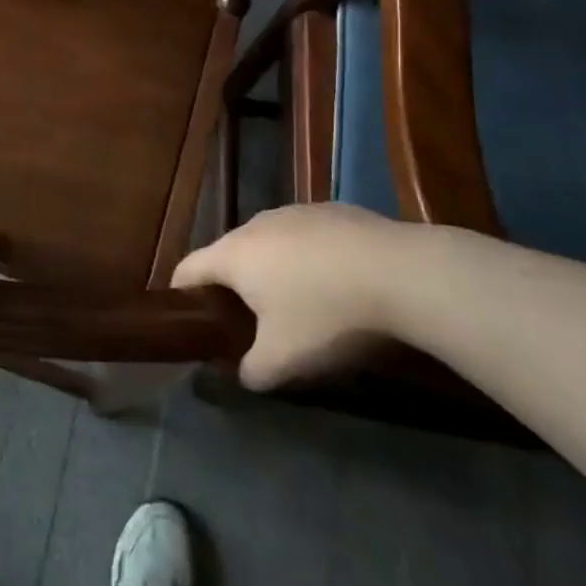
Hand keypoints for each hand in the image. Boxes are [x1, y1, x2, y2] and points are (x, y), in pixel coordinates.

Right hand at [171, 204, 416, 389]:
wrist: (404, 273)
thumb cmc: (327, 314)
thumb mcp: (284, 359)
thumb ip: (253, 370)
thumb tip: (245, 375)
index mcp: (233, 254)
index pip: (189, 268)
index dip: (182, 293)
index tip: (188, 316)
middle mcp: (257, 225)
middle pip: (230, 254)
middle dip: (234, 284)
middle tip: (249, 320)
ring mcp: (296, 212)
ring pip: (271, 242)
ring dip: (274, 268)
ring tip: (298, 301)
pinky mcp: (334, 210)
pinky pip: (308, 236)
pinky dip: (311, 257)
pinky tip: (339, 282)